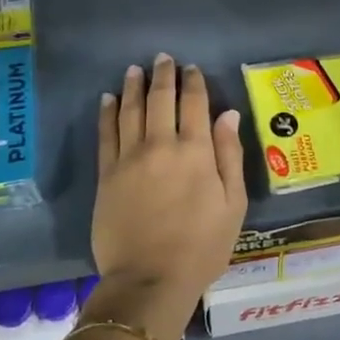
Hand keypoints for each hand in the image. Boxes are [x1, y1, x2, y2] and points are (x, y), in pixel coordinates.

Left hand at [89, 55, 246, 339]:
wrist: (149, 281)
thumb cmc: (201, 247)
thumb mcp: (232, 205)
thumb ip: (230, 156)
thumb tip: (227, 113)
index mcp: (196, 152)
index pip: (195, 104)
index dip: (193, 83)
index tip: (191, 68)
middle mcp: (161, 145)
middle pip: (161, 100)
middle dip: (163, 76)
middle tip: (163, 58)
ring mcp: (129, 159)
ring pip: (130, 111)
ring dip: (133, 87)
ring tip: (135, 70)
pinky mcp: (107, 175)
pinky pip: (106, 135)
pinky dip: (107, 113)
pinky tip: (108, 99)